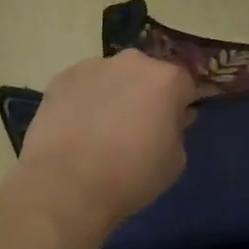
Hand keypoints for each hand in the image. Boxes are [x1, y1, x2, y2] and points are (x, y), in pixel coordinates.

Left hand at [16, 50, 194, 239]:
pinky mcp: (63, 77)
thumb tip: (168, 121)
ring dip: (114, 94)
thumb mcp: (174, 162)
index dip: (180, 105)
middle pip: (147, 74)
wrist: (65, 186)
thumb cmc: (130, 176)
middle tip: (136, 128)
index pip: (184, 84)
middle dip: (146, 94)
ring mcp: (95, 66)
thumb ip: (178, 132)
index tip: (172, 126)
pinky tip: (76, 129)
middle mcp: (133, 62)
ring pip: (113, 77)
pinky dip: (84, 100)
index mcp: (167, 79)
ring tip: (101, 130)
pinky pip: (83, 85)